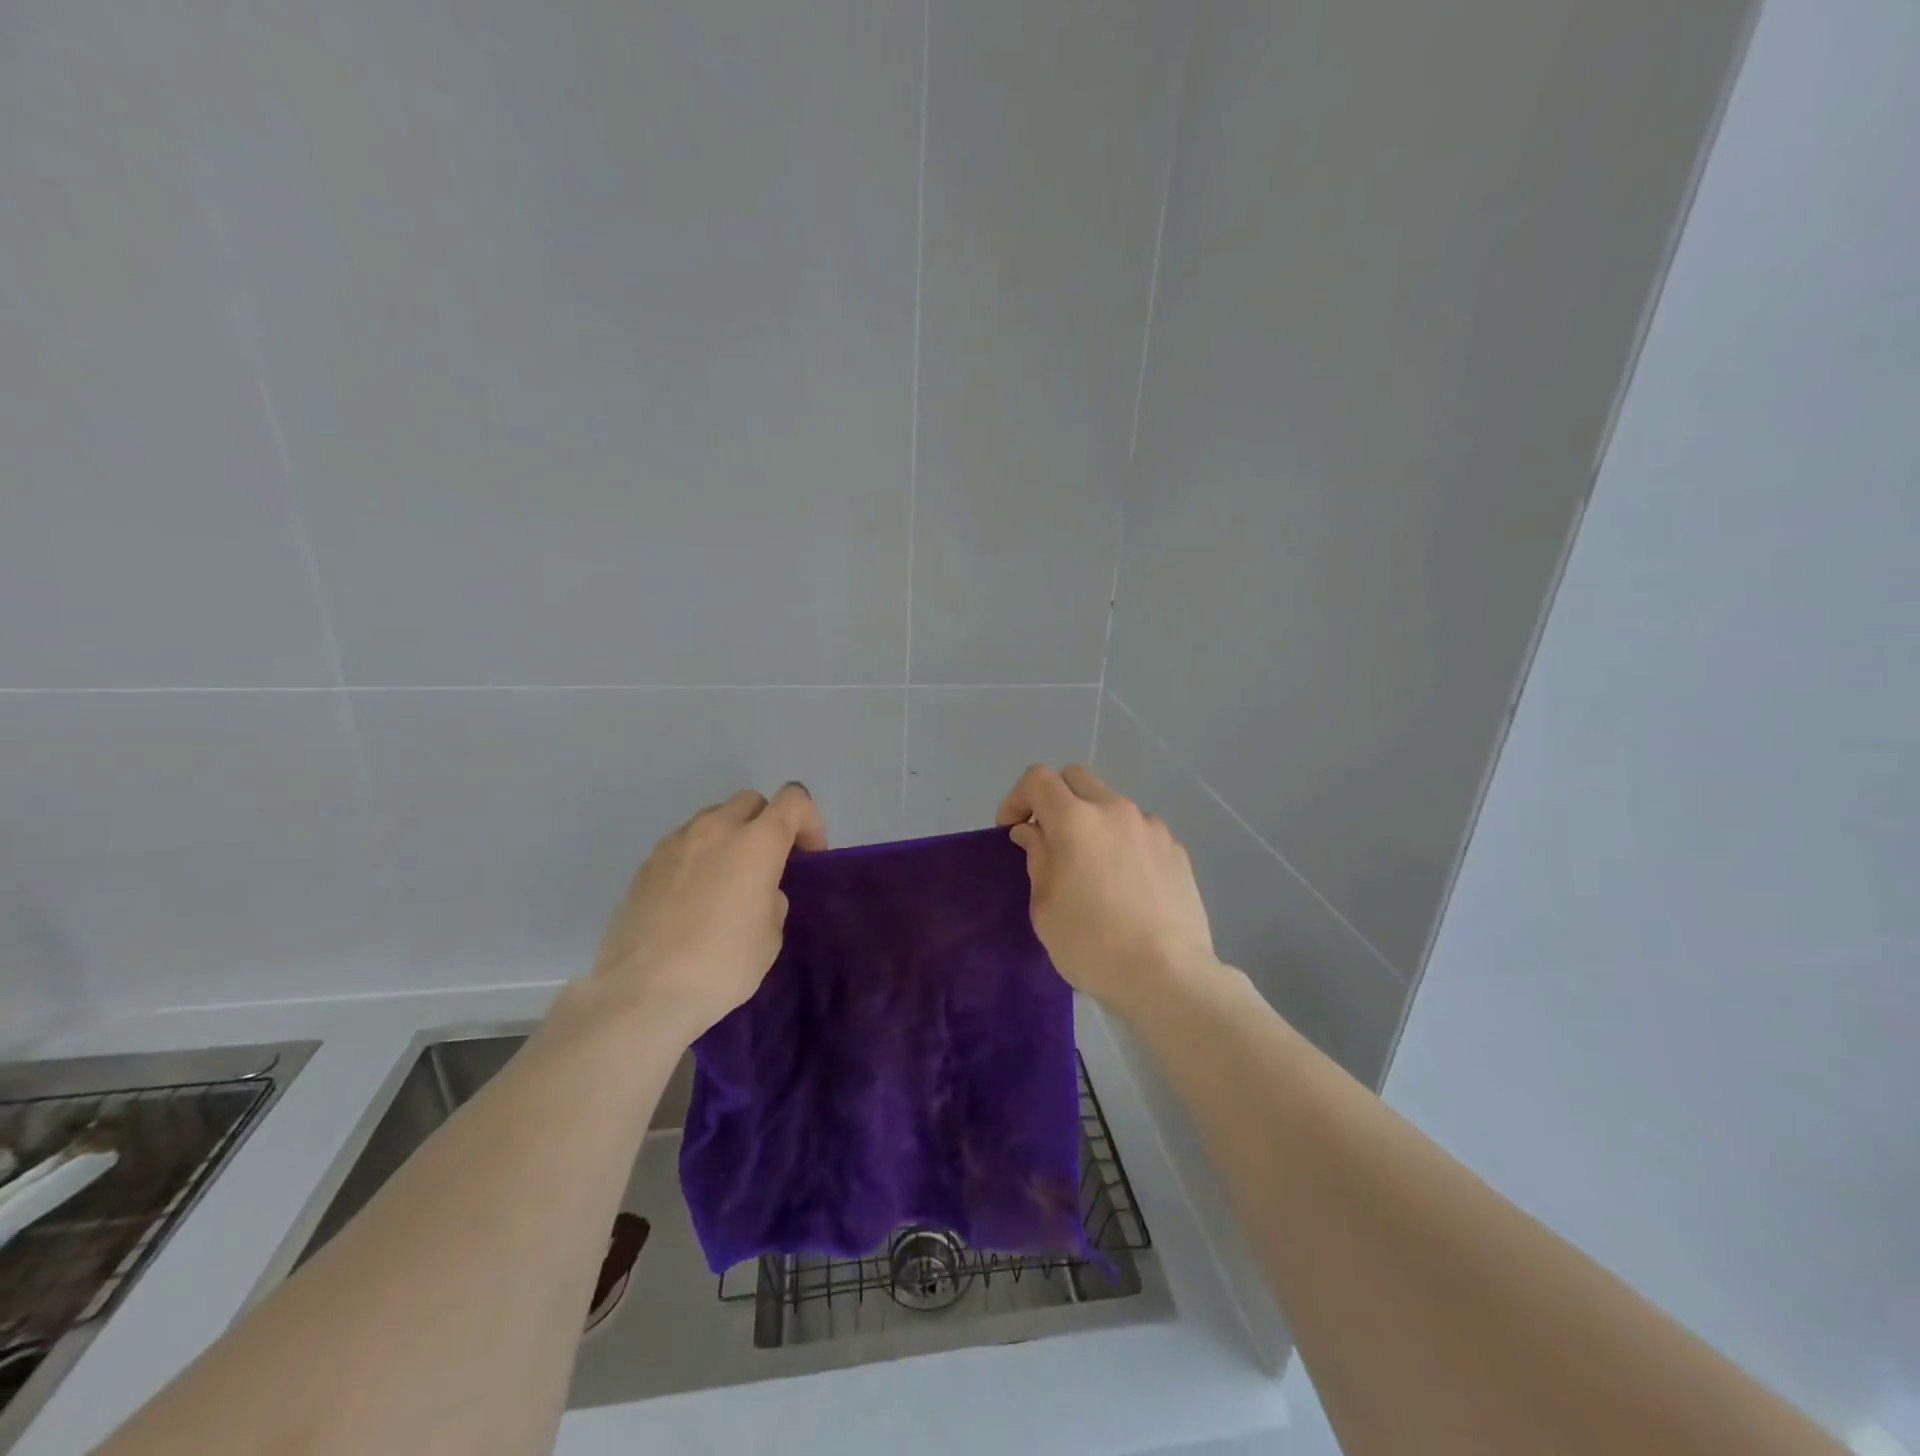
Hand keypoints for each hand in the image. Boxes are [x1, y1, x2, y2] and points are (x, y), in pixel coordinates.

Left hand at [590, 783, 826, 1039]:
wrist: (641, 991)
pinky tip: (693, 899)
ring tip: (727, 881)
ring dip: (729, 838)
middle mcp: (716, 829)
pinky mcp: (646, 863)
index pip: (793, 799)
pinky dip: (698, 857)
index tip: (807, 857)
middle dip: (766, 824)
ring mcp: (675, 842)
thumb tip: (758, 892)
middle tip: (768, 865)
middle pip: (751, 801)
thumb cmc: (722, 964)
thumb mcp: (771, 936)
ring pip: (713, 819)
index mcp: (757, 842)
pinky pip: (683, 844)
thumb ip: (772, 899)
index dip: (808, 822)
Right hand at [996, 764, 1216, 1015]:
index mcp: (1075, 820)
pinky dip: (1121, 842)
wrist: (1168, 976)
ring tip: (1090, 865)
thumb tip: (1033, 833)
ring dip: (1091, 821)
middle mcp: (1115, 810)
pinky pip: (1139, 831)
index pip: (1038, 779)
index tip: (1011, 830)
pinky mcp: (1176, 850)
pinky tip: (1124, 883)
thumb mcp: (1045, 907)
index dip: (1017, 797)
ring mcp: (1151, 827)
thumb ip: (1037, 858)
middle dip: (1053, 797)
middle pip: (1076, 778)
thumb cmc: (1092, 945)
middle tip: (1046, 836)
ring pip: (1111, 804)